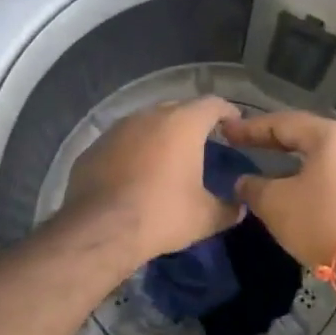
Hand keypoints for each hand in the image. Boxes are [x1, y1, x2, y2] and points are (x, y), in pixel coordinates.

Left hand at [63, 97, 242, 263]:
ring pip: (147, 122)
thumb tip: (240, 208)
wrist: (99, 230)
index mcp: (182, 124)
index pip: (212, 104)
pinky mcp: (94, 146)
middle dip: (193, 121)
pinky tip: (136, 171)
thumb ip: (228, 209)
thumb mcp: (205, 218)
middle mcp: (149, 116)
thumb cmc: (161, 215)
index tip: (234, 124)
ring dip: (161, 134)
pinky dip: (135, 150)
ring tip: (169, 155)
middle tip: (203, 141)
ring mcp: (117, 129)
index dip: (227, 111)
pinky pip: (123, 141)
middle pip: (178, 108)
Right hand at [218, 110, 335, 271]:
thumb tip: (244, 182)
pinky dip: (317, 183)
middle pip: (309, 138)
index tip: (227, 132)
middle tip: (248, 146)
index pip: (285, 124)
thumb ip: (254, 187)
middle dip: (277, 143)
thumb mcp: (276, 204)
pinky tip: (303, 196)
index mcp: (333, 136)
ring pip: (327, 161)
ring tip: (274, 172)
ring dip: (298, 166)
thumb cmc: (322, 222)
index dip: (252, 128)